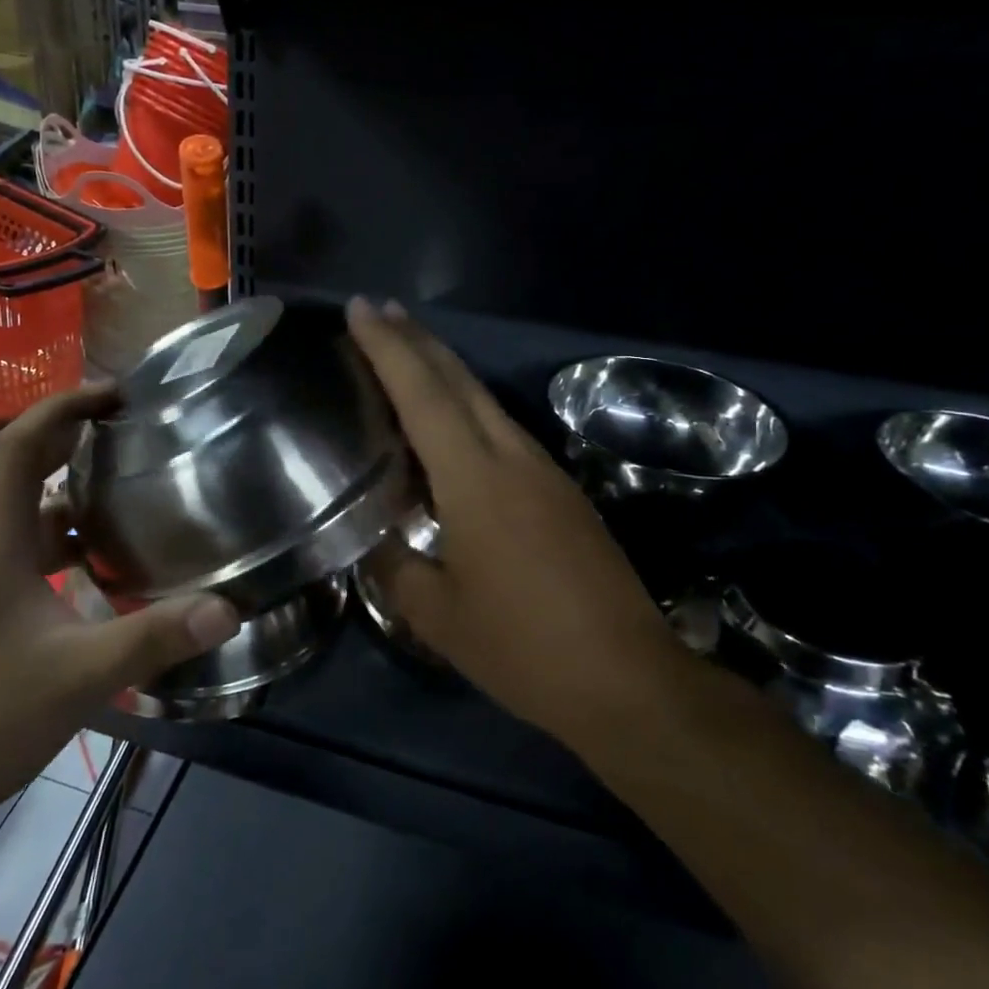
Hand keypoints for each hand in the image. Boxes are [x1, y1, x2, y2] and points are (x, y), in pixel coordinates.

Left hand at [0, 385, 238, 917]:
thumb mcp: (76, 677)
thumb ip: (152, 639)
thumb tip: (227, 607)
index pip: (18, 449)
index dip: (62, 409)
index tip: (114, 394)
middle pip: (25, 473)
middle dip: (76, 441)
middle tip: (137, 432)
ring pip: (34, 521)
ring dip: (78, 499)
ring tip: (137, 494)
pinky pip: (36, 558)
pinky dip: (73, 547)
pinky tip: (112, 571)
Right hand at [348, 299, 676, 739]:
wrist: (628, 680)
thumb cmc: (523, 647)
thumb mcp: (438, 616)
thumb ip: (395, 568)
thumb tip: (372, 541)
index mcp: (476, 479)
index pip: (423, 395)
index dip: (389, 348)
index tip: (360, 309)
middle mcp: (512, 458)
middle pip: (460, 381)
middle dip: (417, 340)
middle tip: (379, 311)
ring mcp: (545, 472)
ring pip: (486, 401)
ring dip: (445, 370)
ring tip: (408, 353)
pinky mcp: (563, 492)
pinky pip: (503, 431)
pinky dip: (468, 409)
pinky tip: (453, 424)